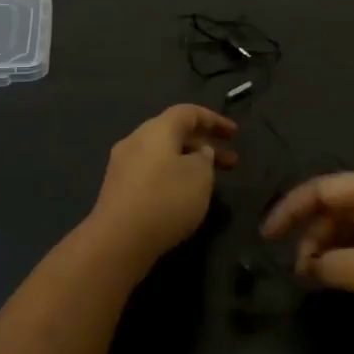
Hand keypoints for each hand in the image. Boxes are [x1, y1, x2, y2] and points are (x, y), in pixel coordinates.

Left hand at [88, 105, 238, 264]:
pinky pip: (151, 172)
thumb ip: (205, 159)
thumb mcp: (200, 176)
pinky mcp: (117, 189)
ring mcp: (122, 165)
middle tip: (231, 163)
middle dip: (204, 145)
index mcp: (156, 129)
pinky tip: (183, 196)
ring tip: (210, 182)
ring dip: (189, 163)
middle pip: (174, 133)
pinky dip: (172, 176)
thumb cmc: (166, 200)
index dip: (214, 120)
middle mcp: (136, 140)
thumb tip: (199, 153)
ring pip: (162, 154)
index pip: (188, 113)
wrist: (118, 240)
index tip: (235, 134)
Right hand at [261, 172, 353, 329]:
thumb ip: (334, 266)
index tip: (268, 237)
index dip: (290, 209)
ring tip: (321, 276)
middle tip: (300, 269)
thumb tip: (309, 267)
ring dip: (335, 245)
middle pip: (341, 203)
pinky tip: (351, 274)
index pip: (324, 188)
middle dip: (314, 233)